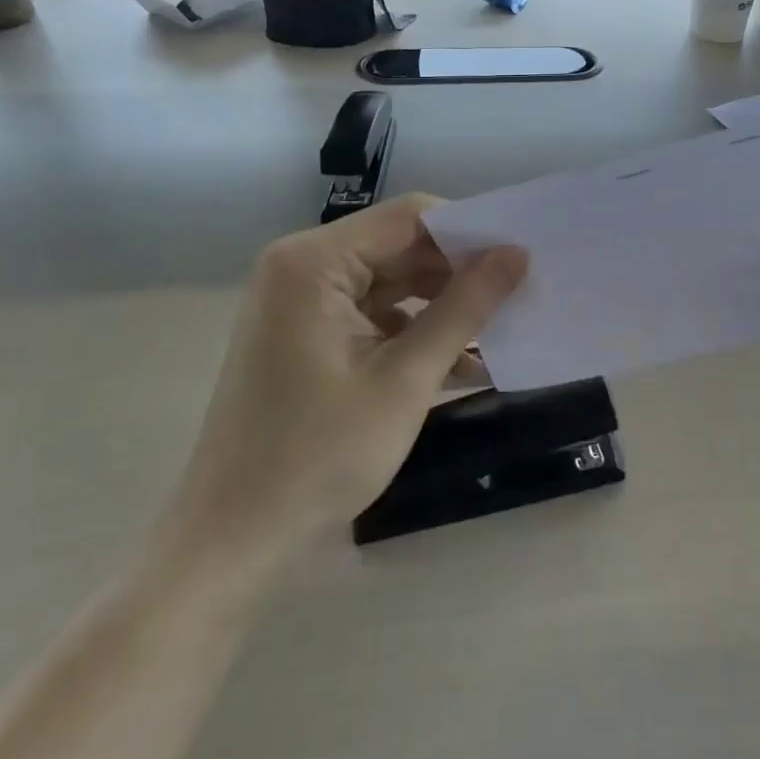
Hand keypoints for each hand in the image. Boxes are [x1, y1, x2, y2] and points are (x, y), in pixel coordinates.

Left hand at [160, 196, 526, 575]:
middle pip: (401, 247)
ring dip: (445, 307)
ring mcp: (303, 303)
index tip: (523, 258)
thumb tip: (517, 254)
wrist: (234, 541)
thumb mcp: (405, 379)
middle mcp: (303, 267)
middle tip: (525, 293)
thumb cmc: (318, 456)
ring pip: (393, 283)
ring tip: (505, 328)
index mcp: (314, 262)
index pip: (410, 217)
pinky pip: (375, 316)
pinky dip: (417, 333)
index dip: (470, 232)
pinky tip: (466, 363)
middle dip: (461, 273)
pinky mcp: (308, 335)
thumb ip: (464, 308)